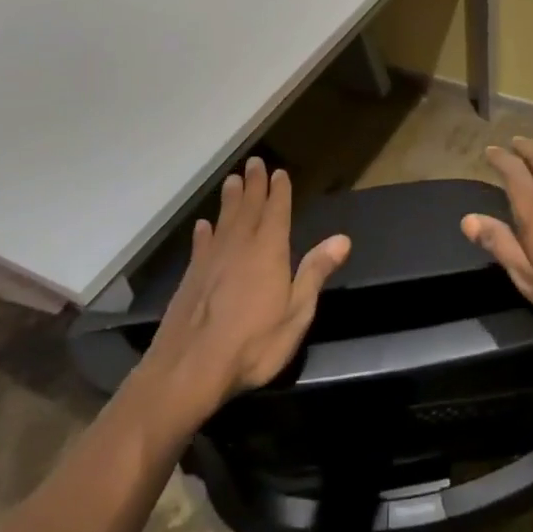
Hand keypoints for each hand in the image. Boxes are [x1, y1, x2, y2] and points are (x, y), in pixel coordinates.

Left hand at [141, 158, 349, 424]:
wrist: (190, 368)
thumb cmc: (253, 343)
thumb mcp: (296, 312)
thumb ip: (315, 272)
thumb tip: (342, 238)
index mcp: (268, 252)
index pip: (276, 212)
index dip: (279, 191)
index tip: (279, 172)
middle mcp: (238, 247)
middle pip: (248, 208)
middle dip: (253, 185)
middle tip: (254, 163)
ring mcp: (211, 261)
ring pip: (223, 221)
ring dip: (229, 200)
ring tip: (232, 181)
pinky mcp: (191, 278)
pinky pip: (200, 245)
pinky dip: (204, 233)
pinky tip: (203, 227)